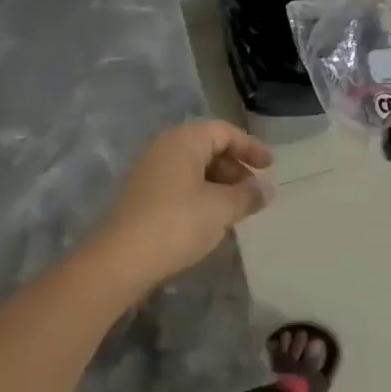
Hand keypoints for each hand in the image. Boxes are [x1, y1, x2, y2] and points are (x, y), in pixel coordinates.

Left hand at [91, 121, 274, 293]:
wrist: (119, 259)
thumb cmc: (176, 223)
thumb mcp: (220, 209)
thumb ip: (247, 195)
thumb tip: (266, 189)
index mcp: (184, 139)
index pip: (225, 132)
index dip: (251, 147)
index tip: (271, 167)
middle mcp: (165, 146)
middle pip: (208, 147)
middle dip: (235, 168)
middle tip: (254, 192)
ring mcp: (149, 170)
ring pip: (194, 168)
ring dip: (219, 184)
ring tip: (236, 210)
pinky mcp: (142, 194)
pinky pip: (180, 184)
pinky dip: (200, 195)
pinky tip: (210, 219)